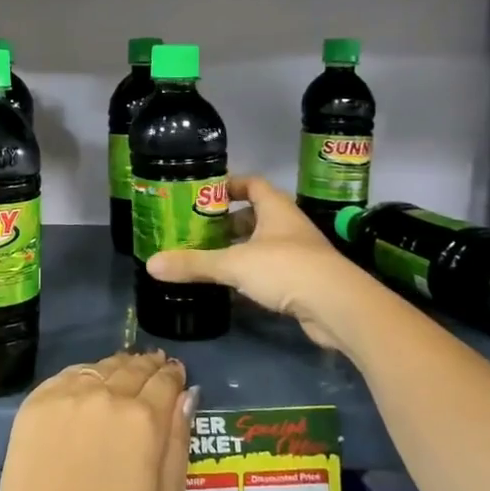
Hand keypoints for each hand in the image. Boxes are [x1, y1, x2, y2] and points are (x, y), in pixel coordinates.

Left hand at [0, 350, 190, 490]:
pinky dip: (86, 374)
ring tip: (125, 370)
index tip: (176, 374)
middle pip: (134, 368)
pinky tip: (90, 383)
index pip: (166, 382)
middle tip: (154, 365)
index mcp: (144, 419)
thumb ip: (179, 444)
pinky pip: (69, 375)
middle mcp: (108, 395)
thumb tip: (187, 397)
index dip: (174, 376)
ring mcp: (69, 395)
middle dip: (149, 366)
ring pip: (102, 367)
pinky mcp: (37, 402)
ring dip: (119, 367)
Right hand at [145, 176, 352, 351]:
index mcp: (275, 208)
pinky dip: (252, 273)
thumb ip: (194, 264)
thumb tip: (151, 264)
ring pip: (263, 243)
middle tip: (198, 229)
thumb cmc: (286, 268)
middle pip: (256, 214)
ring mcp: (299, 253)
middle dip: (228, 221)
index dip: (229, 185)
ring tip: (209, 256)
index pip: (252, 183)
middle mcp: (289, 225)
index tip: (203, 194)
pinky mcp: (304, 280)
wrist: (338, 307)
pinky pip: (271, 269)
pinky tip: (233, 286)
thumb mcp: (233, 264)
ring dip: (240, 248)